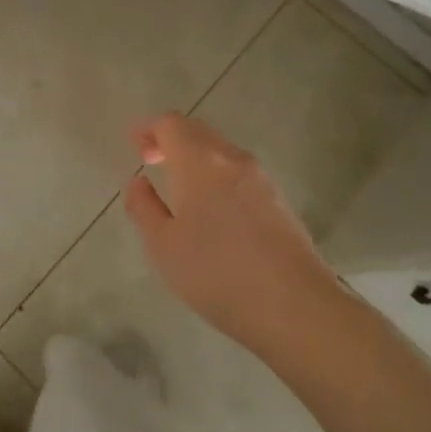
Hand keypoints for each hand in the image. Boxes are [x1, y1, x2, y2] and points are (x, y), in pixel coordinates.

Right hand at [122, 114, 334, 358]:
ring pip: (221, 151)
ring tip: (178, 185)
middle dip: (171, 138)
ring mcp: (261, 179)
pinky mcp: (279, 201)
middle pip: (197, 131)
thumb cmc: (218, 273)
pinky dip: (216, 174)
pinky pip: (238, 172)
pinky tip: (212, 207)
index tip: (134, 145)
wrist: (297, 307)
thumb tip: (138, 182)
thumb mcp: (163, 246)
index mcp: (200, 162)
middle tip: (150, 160)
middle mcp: (232, 159)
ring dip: (195, 156)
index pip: (170, 124)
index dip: (148, 129)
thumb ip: (143, 207)